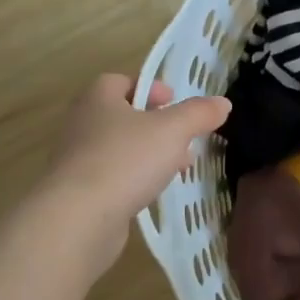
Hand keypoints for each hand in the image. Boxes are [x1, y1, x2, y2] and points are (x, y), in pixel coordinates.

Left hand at [39, 74, 229, 268]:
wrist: (78, 218)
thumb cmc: (126, 160)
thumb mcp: (173, 130)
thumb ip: (198, 114)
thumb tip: (222, 103)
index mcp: (98, 99)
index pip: (120, 81)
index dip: (149, 88)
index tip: (174, 102)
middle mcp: (82, 124)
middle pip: (122, 116)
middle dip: (155, 125)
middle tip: (183, 138)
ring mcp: (76, 160)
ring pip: (120, 148)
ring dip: (148, 154)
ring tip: (177, 168)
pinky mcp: (78, 193)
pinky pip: (112, 177)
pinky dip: (133, 179)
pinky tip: (153, 192)